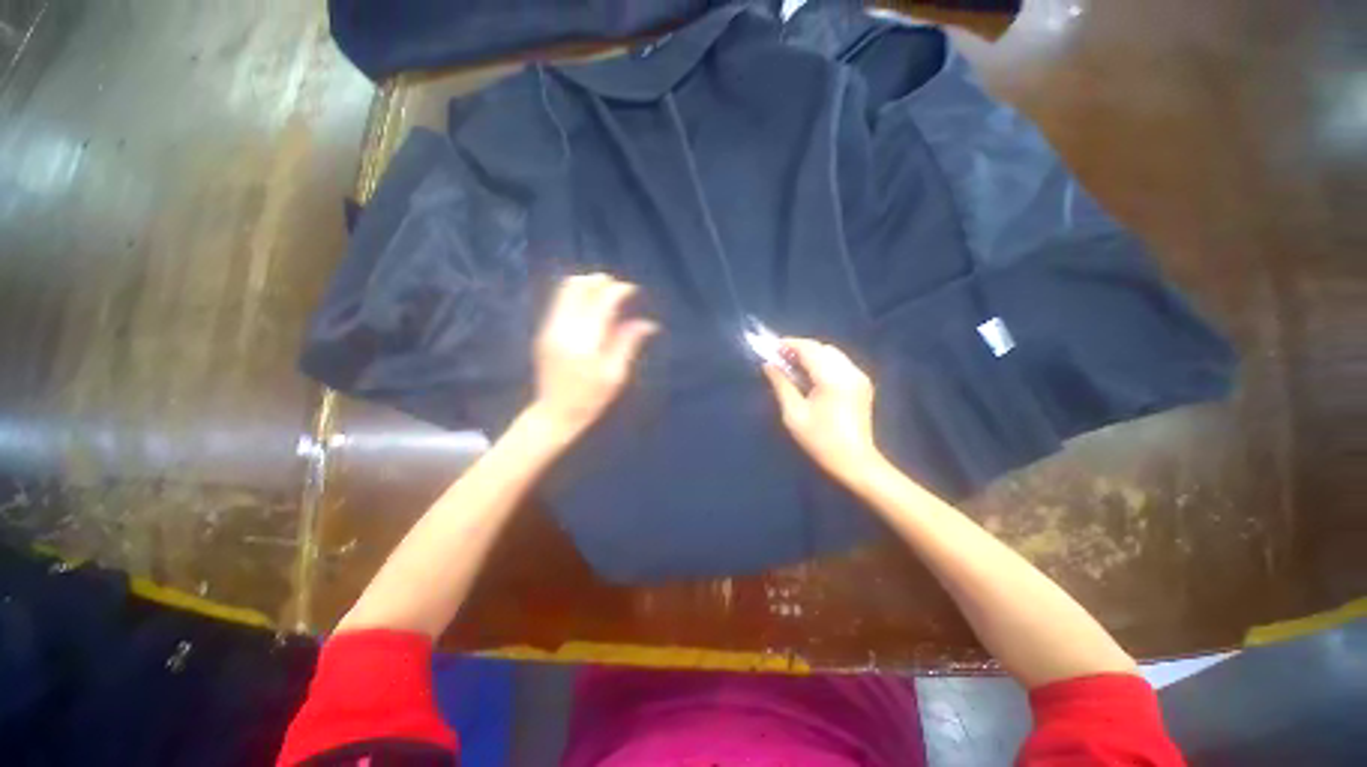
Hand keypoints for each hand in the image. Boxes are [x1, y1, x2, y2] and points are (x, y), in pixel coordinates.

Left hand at [527, 273, 657, 441]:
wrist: (554, 414)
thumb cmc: (591, 399)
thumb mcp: (615, 375)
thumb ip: (628, 343)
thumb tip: (648, 323)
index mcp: (585, 341)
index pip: (603, 301)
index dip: (620, 290)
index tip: (633, 291)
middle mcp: (564, 328)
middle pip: (578, 287)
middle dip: (601, 282)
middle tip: (618, 289)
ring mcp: (550, 328)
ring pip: (565, 290)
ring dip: (587, 286)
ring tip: (606, 294)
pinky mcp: (544, 332)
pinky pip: (560, 302)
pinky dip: (577, 297)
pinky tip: (591, 307)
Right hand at [763, 338, 885, 487]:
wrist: (855, 461)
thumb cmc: (820, 440)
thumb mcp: (794, 414)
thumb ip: (781, 385)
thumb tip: (768, 365)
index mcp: (832, 378)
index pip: (809, 349)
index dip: (789, 344)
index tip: (771, 346)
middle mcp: (849, 371)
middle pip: (822, 348)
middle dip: (800, 348)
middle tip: (779, 357)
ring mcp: (859, 376)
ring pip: (832, 353)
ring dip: (812, 354)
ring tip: (792, 364)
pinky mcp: (862, 383)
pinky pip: (840, 362)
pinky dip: (823, 362)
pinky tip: (810, 374)